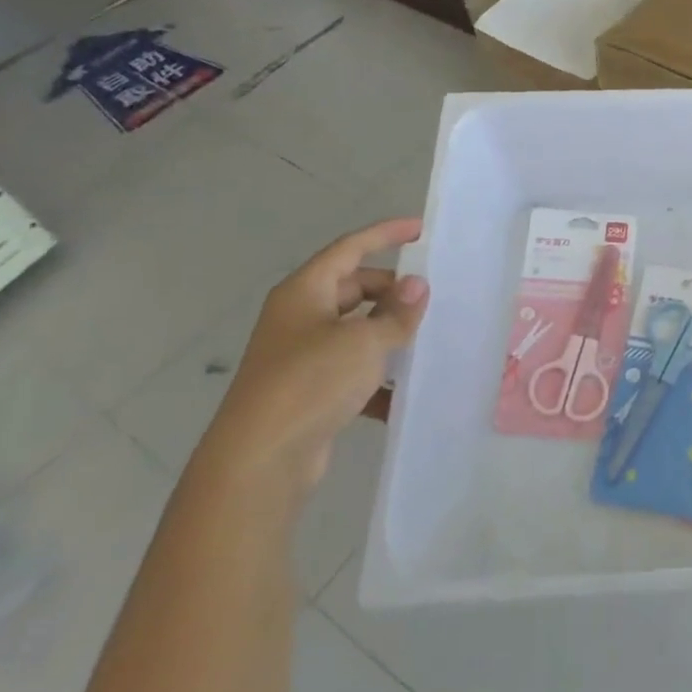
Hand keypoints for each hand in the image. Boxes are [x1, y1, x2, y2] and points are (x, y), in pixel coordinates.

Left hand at [197, 217, 428, 499]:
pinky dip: (376, 376)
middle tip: (431, 297)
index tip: (421, 230)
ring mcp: (301, 356)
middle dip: (392, 291)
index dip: (385, 235)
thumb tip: (417, 286)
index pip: (349, 248)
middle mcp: (300, 317)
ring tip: (427, 339)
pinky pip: (351, 370)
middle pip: (353, 289)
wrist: (259, 461)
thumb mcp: (364, 341)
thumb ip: (397, 313)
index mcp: (305, 292)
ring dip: (388, 333)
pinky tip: (403, 392)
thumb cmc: (310, 382)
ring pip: (355, 331)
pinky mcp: (308, 392)